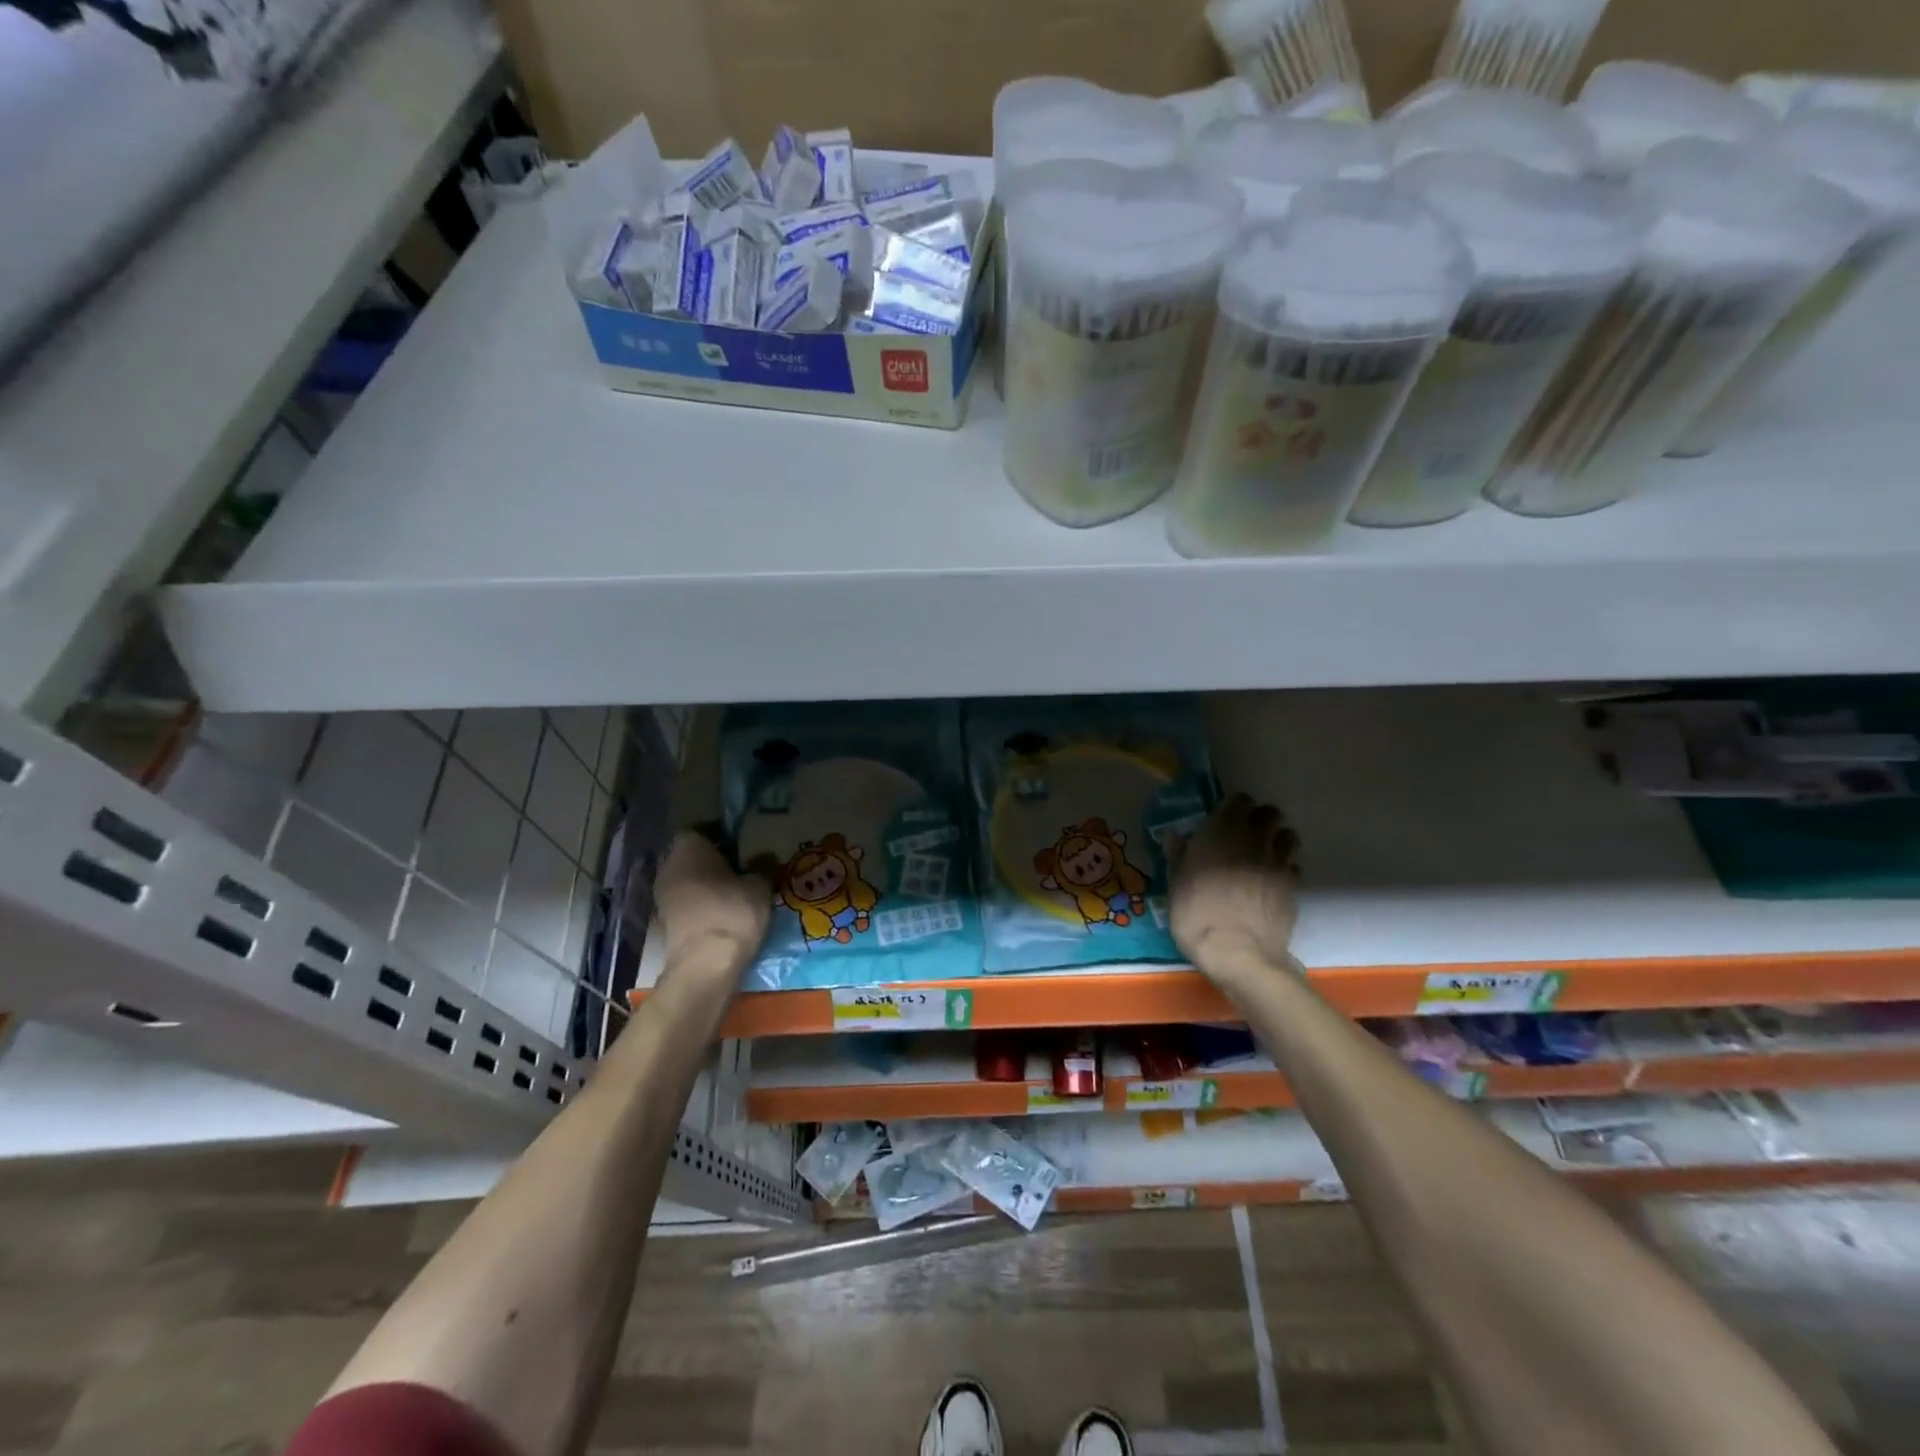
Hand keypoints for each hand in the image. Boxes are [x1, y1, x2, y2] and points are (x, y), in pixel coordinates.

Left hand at [653, 830, 770, 986]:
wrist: (705, 965)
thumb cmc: (732, 912)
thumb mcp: (760, 886)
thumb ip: (762, 866)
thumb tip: (766, 857)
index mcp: (688, 848)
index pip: (699, 829)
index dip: (719, 834)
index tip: (741, 845)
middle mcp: (668, 866)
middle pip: (691, 855)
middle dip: (712, 859)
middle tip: (741, 867)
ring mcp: (662, 895)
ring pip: (687, 879)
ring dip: (706, 883)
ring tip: (735, 892)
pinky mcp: (664, 921)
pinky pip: (686, 901)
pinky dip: (701, 903)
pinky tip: (723, 913)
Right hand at [1169, 794, 1299, 977]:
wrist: (1236, 951)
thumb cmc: (1196, 912)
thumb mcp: (1175, 882)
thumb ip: (1178, 854)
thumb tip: (1174, 835)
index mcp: (1222, 830)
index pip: (1240, 800)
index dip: (1234, 808)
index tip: (1224, 820)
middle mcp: (1254, 838)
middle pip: (1270, 813)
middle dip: (1261, 819)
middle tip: (1247, 835)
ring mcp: (1278, 861)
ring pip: (1288, 835)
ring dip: (1278, 839)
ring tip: (1265, 854)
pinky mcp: (1293, 885)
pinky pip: (1294, 865)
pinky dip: (1286, 868)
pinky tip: (1273, 882)